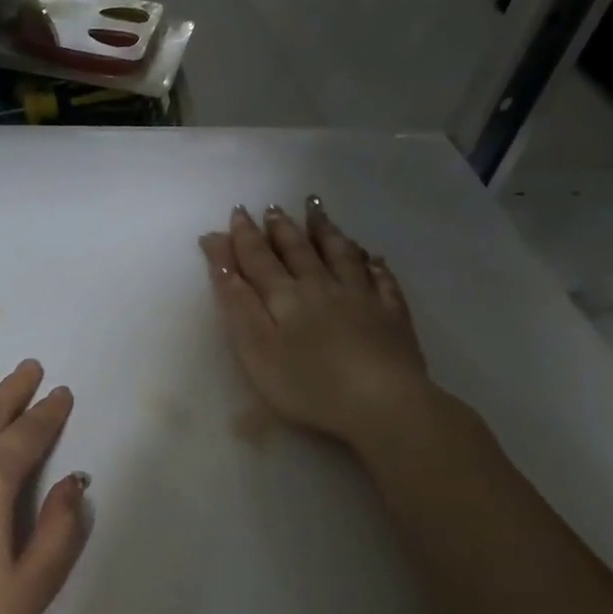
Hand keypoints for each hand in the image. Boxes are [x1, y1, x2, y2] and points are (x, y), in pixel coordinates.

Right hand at [199, 200, 435, 448]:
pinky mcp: (392, 316)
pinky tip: (373, 257)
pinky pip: (382, 280)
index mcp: (285, 296)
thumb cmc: (307, 385)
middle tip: (272, 208)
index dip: (244, 237)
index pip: (259, 259)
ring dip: (325, 231)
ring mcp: (361, 298)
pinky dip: (374, 264)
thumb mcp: (256, 348)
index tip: (236, 213)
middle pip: (298, 250)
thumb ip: (237, 302)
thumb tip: (221, 260)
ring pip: (340, 254)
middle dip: (281, 228)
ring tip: (315, 209)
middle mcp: (321, 286)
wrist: (382, 405)